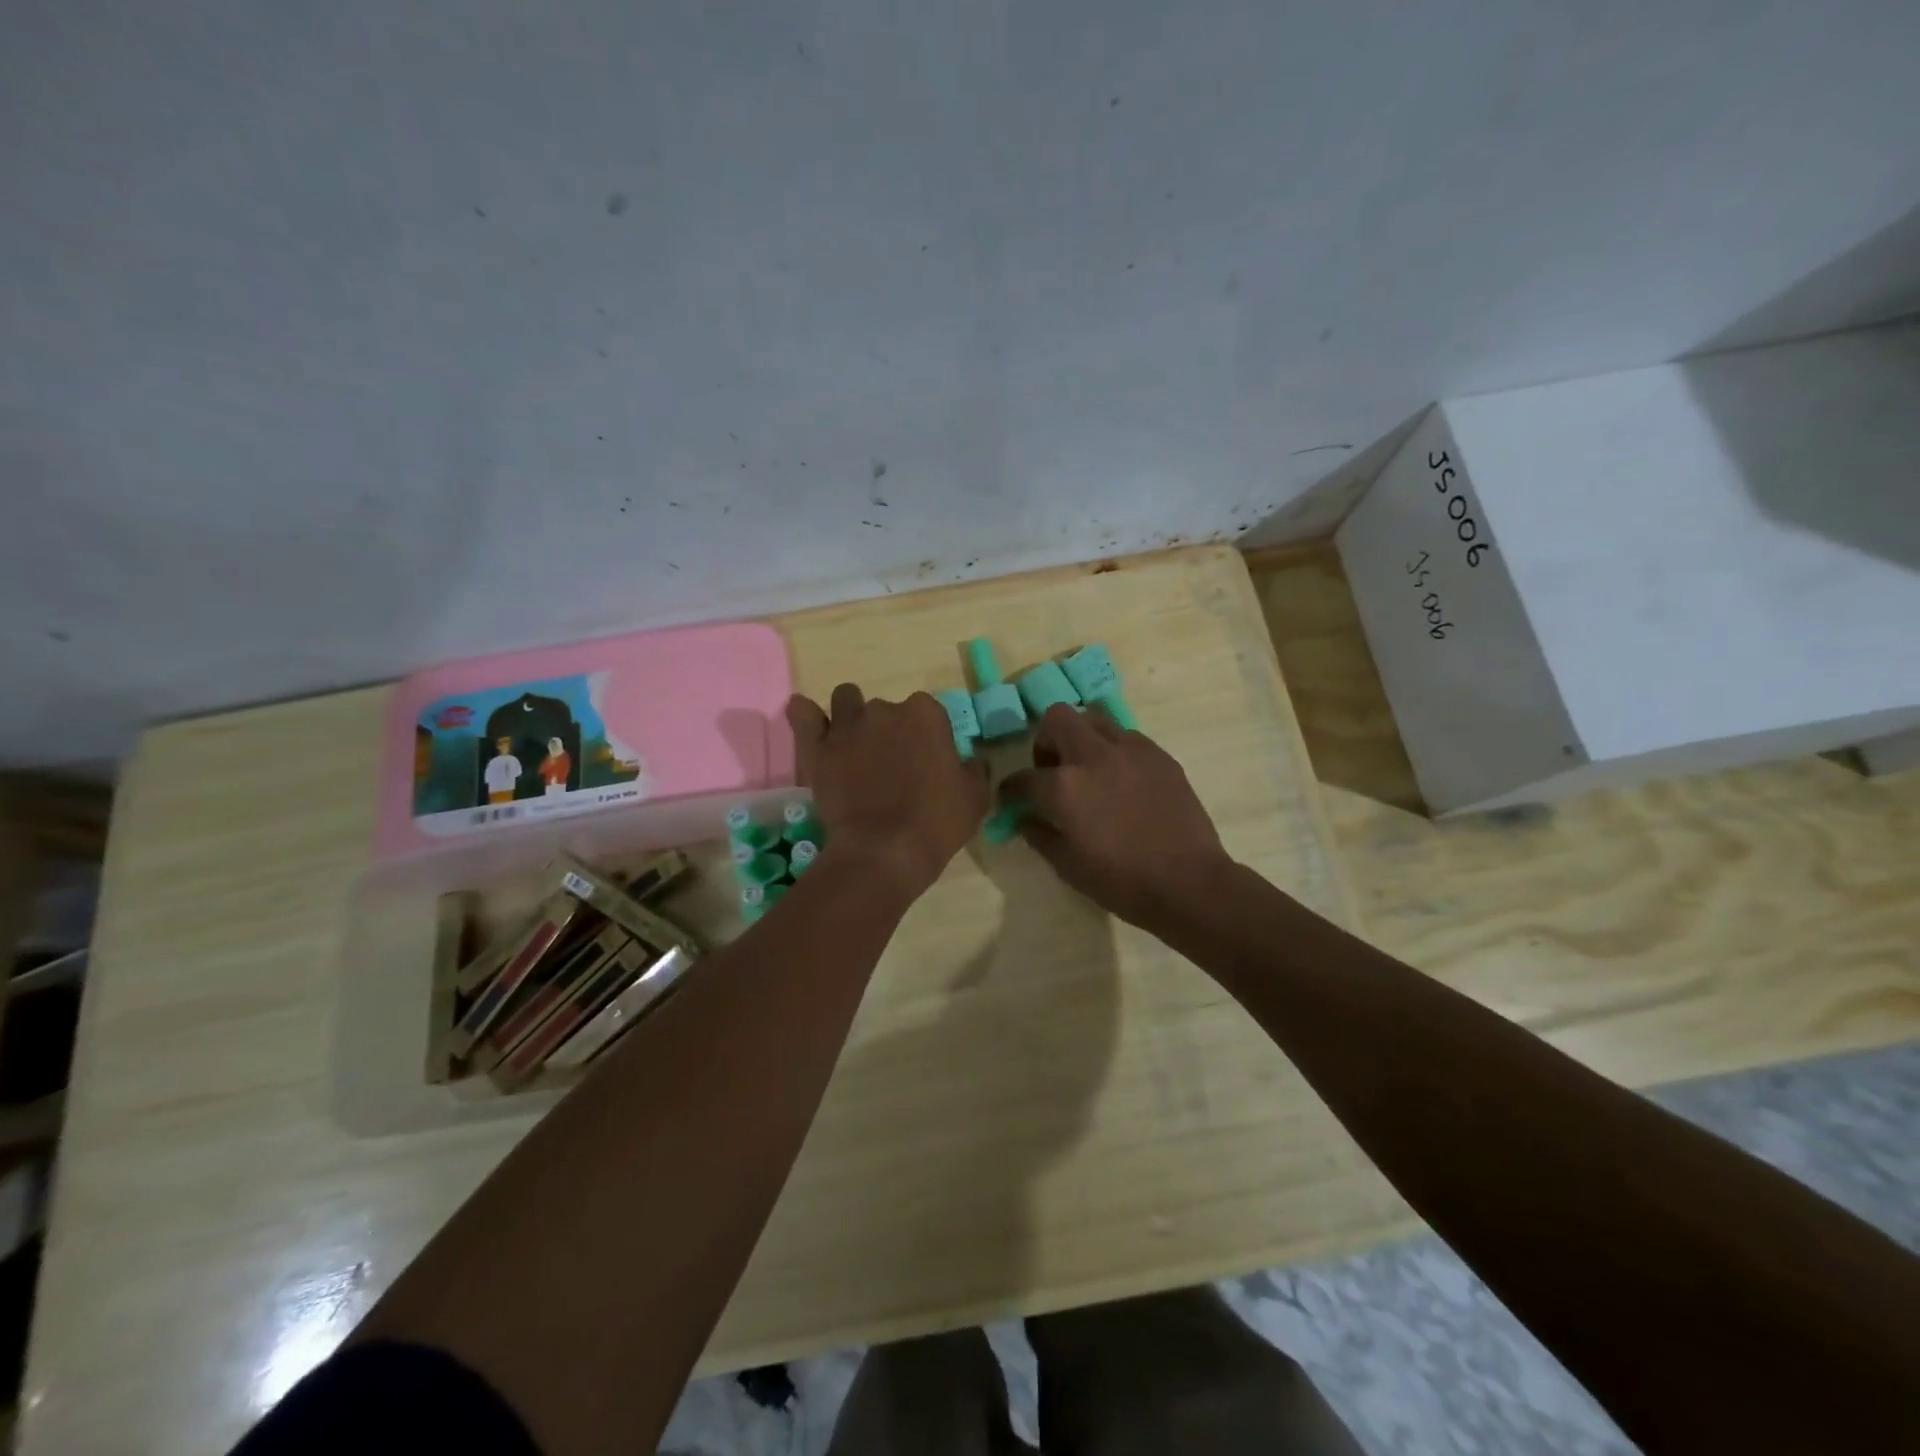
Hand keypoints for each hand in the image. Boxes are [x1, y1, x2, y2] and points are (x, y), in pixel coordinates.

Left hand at [786, 685, 989, 902]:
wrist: (884, 852)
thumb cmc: (937, 823)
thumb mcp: (975, 798)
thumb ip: (974, 769)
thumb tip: (970, 760)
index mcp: (926, 715)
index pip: (929, 712)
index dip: (927, 737)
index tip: (926, 761)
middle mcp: (886, 709)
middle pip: (887, 709)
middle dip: (889, 730)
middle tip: (890, 765)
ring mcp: (847, 725)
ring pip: (846, 701)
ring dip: (851, 716)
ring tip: (854, 746)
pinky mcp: (816, 746)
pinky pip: (803, 714)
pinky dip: (805, 715)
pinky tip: (810, 721)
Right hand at [1001, 704, 1233, 930]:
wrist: (1188, 883)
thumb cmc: (1122, 882)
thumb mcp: (1067, 866)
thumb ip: (1039, 835)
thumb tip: (1025, 817)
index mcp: (1064, 787)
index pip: (1023, 777)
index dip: (1011, 789)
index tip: (1012, 797)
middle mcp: (1093, 756)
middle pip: (1057, 718)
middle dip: (1046, 740)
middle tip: (1053, 768)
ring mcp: (1130, 750)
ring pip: (1094, 719)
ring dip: (1082, 738)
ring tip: (1089, 768)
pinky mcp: (1159, 755)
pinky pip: (1127, 737)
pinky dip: (1115, 750)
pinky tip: (1122, 779)